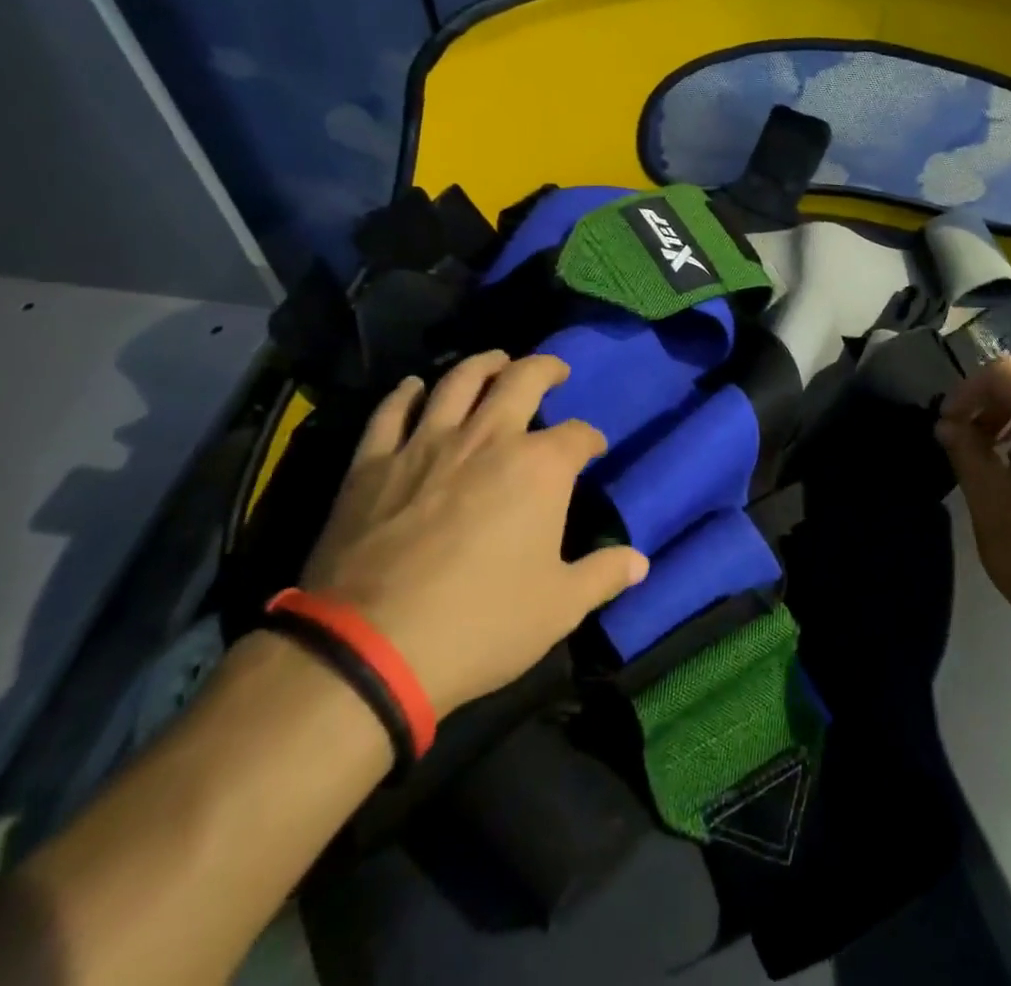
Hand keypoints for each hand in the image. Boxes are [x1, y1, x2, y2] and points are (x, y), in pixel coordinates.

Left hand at [300, 351, 648, 714]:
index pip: (577, 435)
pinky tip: (414, 387)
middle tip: (553, 369)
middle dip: (545, 369)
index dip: (590, 439)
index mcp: (539, 467)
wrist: (370, 649)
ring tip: (495, 361)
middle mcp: (488, 438)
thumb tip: (640, 562)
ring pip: (458, 381)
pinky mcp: (373, 463)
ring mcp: (426, 444)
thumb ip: (603, 575)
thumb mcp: (558, 607)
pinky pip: (391, 412)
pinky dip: (405, 394)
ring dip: (483, 364)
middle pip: (522, 380)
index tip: (593, 448)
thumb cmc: (481, 624)